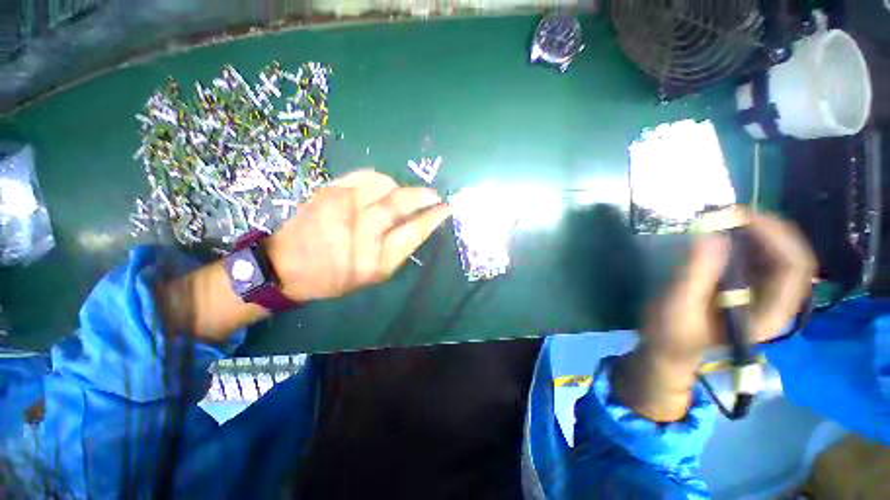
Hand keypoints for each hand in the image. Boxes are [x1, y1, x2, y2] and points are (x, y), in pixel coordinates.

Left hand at [265, 169, 449, 301]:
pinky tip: (384, 186)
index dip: (433, 217)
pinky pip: (365, 175)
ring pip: (385, 185)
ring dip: (401, 187)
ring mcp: (342, 207)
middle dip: (422, 196)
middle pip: (400, 203)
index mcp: (375, 260)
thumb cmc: (335, 277)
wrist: (286, 266)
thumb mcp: (373, 276)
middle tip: (434, 195)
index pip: (413, 231)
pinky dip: (381, 178)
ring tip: (404, 194)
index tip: (445, 208)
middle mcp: (361, 231)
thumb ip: (398, 251)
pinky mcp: (329, 191)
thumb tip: (419, 225)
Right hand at [642, 208, 816, 374]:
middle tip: (729, 214)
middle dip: (766, 228)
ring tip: (725, 220)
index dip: (774, 236)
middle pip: (792, 256)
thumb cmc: (672, 333)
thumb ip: (696, 274)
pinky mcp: (750, 288)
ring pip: (779, 253)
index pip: (793, 268)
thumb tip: (713, 236)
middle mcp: (776, 302)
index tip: (738, 216)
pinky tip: (724, 234)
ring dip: (757, 231)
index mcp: (768, 314)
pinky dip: (747, 240)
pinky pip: (761, 257)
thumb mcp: (678, 306)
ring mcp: (764, 295)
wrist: (670, 349)